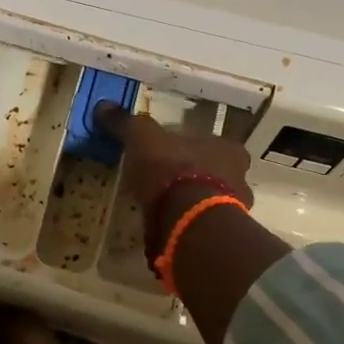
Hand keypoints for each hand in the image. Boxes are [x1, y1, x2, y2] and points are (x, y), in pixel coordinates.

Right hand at [93, 104, 252, 215]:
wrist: (187, 222)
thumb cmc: (173, 171)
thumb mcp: (143, 139)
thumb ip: (127, 124)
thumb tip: (103, 106)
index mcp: (229, 149)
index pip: (214, 143)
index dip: (191, 147)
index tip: (169, 154)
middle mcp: (240, 178)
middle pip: (215, 173)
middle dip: (192, 177)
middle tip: (165, 182)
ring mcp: (234, 210)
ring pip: (210, 202)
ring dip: (189, 204)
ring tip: (161, 209)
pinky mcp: (219, 237)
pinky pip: (199, 226)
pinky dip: (184, 225)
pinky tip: (163, 228)